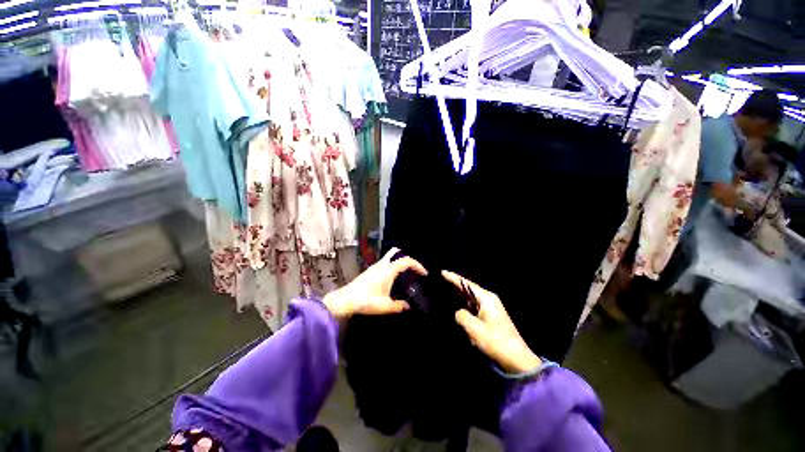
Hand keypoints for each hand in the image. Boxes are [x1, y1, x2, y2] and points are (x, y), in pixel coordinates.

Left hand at [323, 248, 426, 319]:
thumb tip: (408, 306)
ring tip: (404, 275)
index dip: (417, 265)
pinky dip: (391, 266)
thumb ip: (399, 306)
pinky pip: (384, 263)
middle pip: (396, 252)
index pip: (406, 261)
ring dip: (398, 262)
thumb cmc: (367, 301)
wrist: (345, 300)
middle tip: (413, 269)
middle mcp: (382, 265)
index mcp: (388, 270)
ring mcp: (374, 266)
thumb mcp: (385, 306)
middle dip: (406, 258)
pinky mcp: (369, 271)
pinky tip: (392, 279)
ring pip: (389, 257)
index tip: (424, 273)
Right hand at [443, 271, 541, 373]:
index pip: (466, 284)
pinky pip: (474, 308)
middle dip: (455, 286)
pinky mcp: (490, 317)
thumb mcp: (474, 329)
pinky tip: (457, 309)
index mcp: (486, 298)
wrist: (517, 359)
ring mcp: (490, 308)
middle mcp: (489, 300)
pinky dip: (465, 307)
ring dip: (459, 297)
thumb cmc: (496, 342)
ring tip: (445, 293)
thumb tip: (458, 312)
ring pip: (470, 299)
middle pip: (468, 289)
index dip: (453, 278)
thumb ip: (461, 316)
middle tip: (440, 282)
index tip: (441, 272)